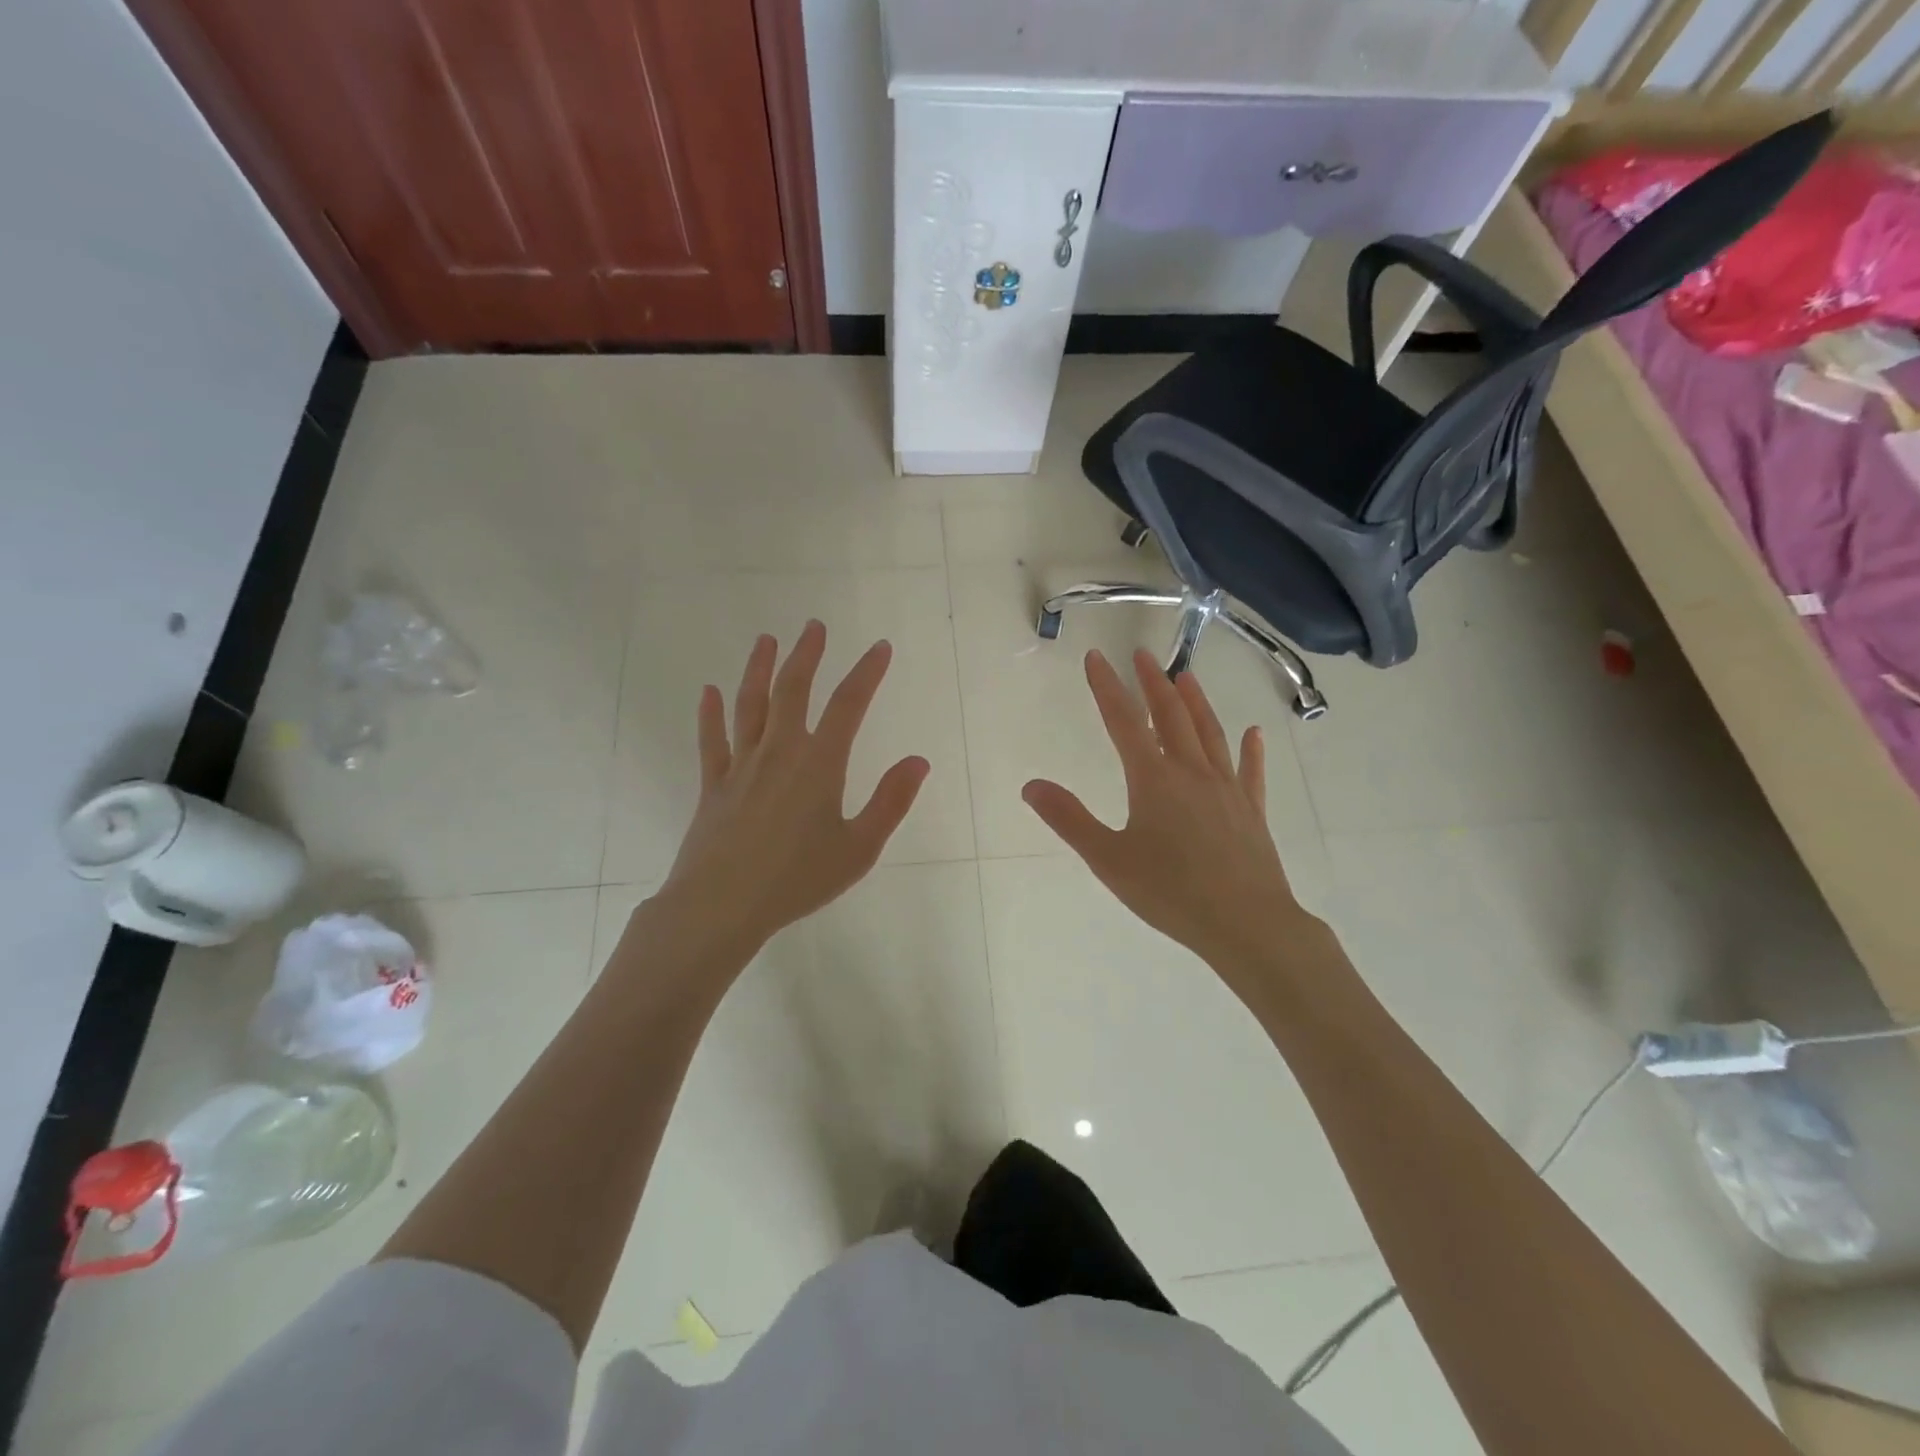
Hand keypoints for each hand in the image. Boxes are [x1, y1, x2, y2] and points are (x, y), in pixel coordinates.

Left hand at [652, 620, 928, 958]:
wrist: (722, 905)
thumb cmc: (798, 879)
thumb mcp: (859, 848)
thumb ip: (890, 802)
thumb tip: (918, 761)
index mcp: (819, 764)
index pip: (848, 705)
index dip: (867, 673)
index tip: (879, 647)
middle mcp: (779, 752)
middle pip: (793, 690)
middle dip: (807, 655)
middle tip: (814, 626)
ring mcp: (741, 766)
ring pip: (750, 705)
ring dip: (759, 669)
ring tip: (766, 640)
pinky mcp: (713, 785)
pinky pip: (711, 741)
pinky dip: (710, 713)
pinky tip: (709, 691)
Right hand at [1022, 649, 1307, 975]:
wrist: (1247, 924)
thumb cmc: (1171, 892)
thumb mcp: (1109, 859)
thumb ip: (1069, 819)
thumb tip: (1030, 786)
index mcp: (1154, 780)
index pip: (1124, 722)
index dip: (1107, 687)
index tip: (1095, 657)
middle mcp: (1191, 773)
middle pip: (1171, 716)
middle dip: (1153, 683)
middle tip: (1143, 655)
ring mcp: (1227, 789)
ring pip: (1209, 733)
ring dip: (1196, 702)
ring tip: (1186, 676)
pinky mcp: (1251, 811)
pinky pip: (1250, 771)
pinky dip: (1250, 749)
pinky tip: (1253, 733)